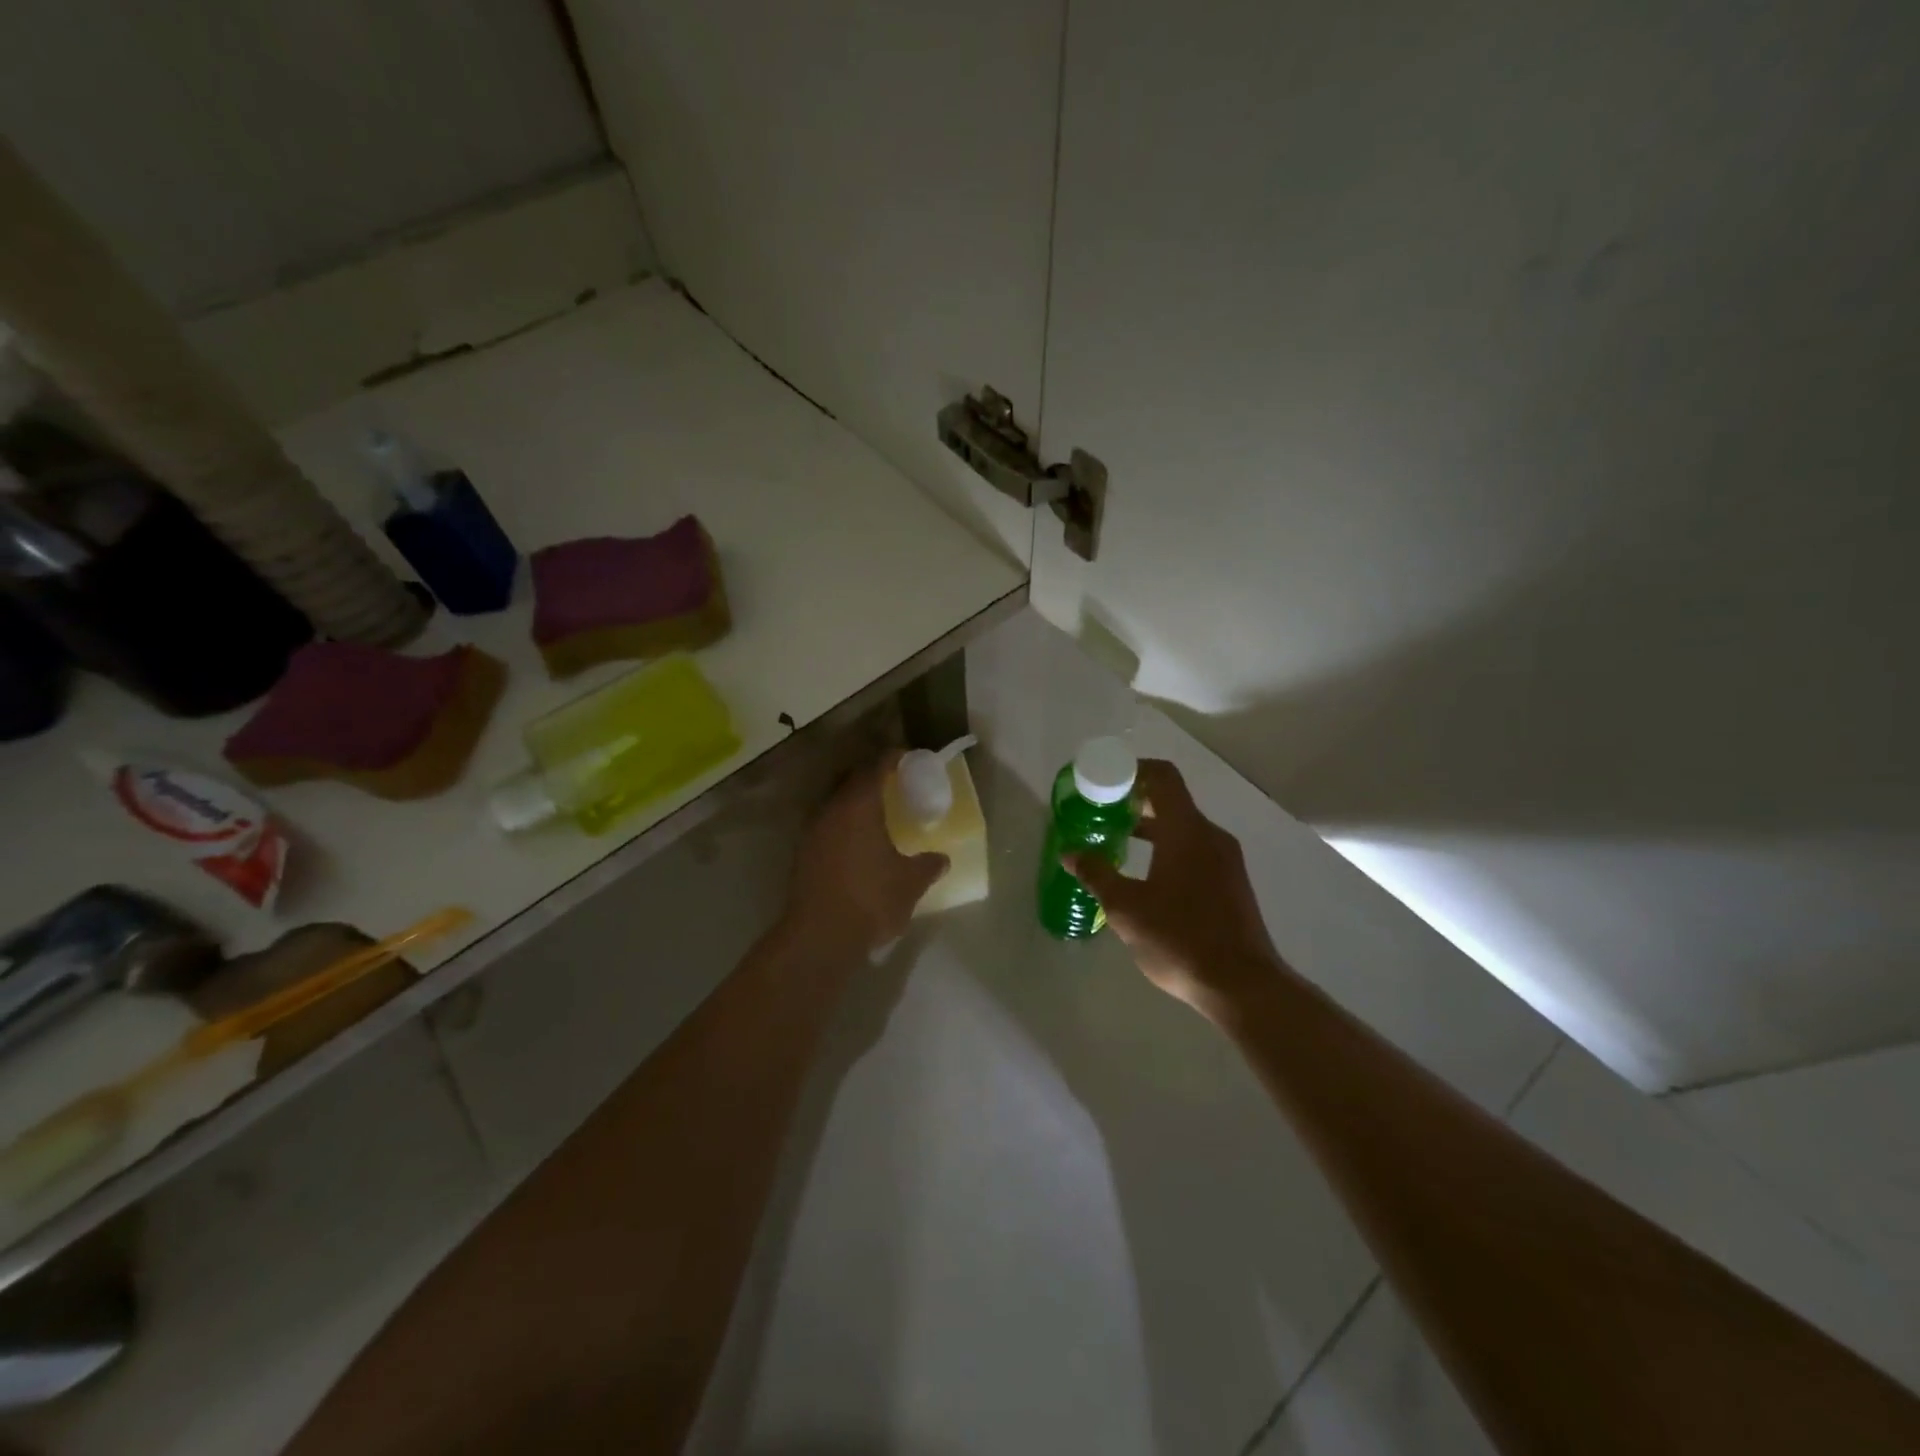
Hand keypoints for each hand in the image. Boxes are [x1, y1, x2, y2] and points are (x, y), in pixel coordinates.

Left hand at [782, 751, 948, 958]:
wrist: (819, 937)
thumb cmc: (871, 899)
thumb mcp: (910, 882)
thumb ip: (928, 865)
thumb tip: (941, 859)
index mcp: (859, 805)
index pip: (876, 767)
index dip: (893, 758)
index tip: (908, 758)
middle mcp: (832, 810)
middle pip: (852, 781)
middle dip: (873, 778)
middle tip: (896, 785)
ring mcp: (813, 832)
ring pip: (837, 804)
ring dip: (856, 804)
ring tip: (878, 816)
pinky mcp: (803, 855)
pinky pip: (828, 826)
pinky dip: (844, 826)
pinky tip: (859, 844)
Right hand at [1065, 759, 1280, 1018]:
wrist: (1242, 986)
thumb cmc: (1180, 938)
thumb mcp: (1126, 908)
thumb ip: (1097, 874)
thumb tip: (1070, 853)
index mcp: (1186, 830)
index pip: (1162, 777)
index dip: (1133, 770)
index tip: (1105, 780)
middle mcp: (1210, 836)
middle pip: (1171, 801)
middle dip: (1135, 802)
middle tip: (1101, 813)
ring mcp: (1226, 860)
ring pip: (1183, 829)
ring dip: (1151, 829)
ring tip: (1117, 844)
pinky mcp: (1231, 884)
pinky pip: (1195, 851)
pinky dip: (1168, 850)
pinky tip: (1146, 878)